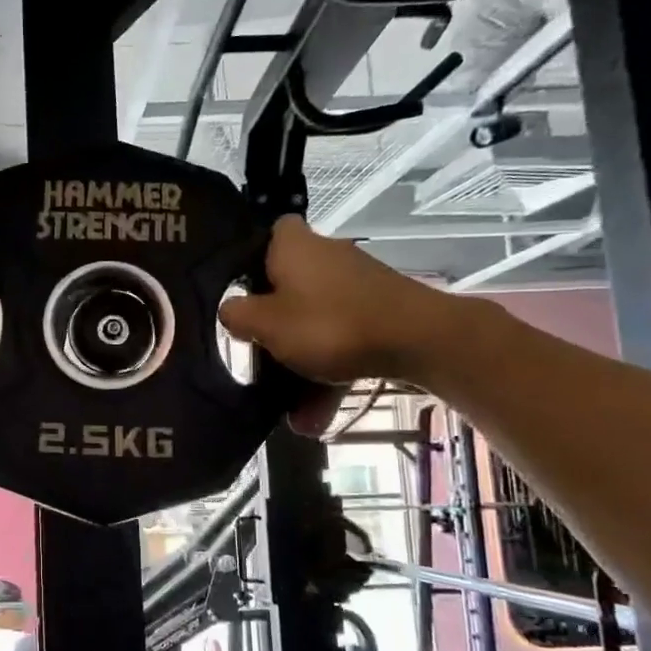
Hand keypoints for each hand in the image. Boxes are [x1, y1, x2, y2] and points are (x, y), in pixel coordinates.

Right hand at [217, 216, 460, 427]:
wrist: (420, 341)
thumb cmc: (330, 325)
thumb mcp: (267, 325)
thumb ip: (238, 315)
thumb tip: (230, 309)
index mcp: (294, 247)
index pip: (269, 233)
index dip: (251, 257)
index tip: (240, 288)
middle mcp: (326, 256)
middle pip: (289, 285)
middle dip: (274, 324)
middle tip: (257, 351)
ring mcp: (356, 285)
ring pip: (316, 322)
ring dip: (301, 365)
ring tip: (291, 412)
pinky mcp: (380, 311)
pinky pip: (342, 341)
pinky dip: (329, 372)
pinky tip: (319, 417)